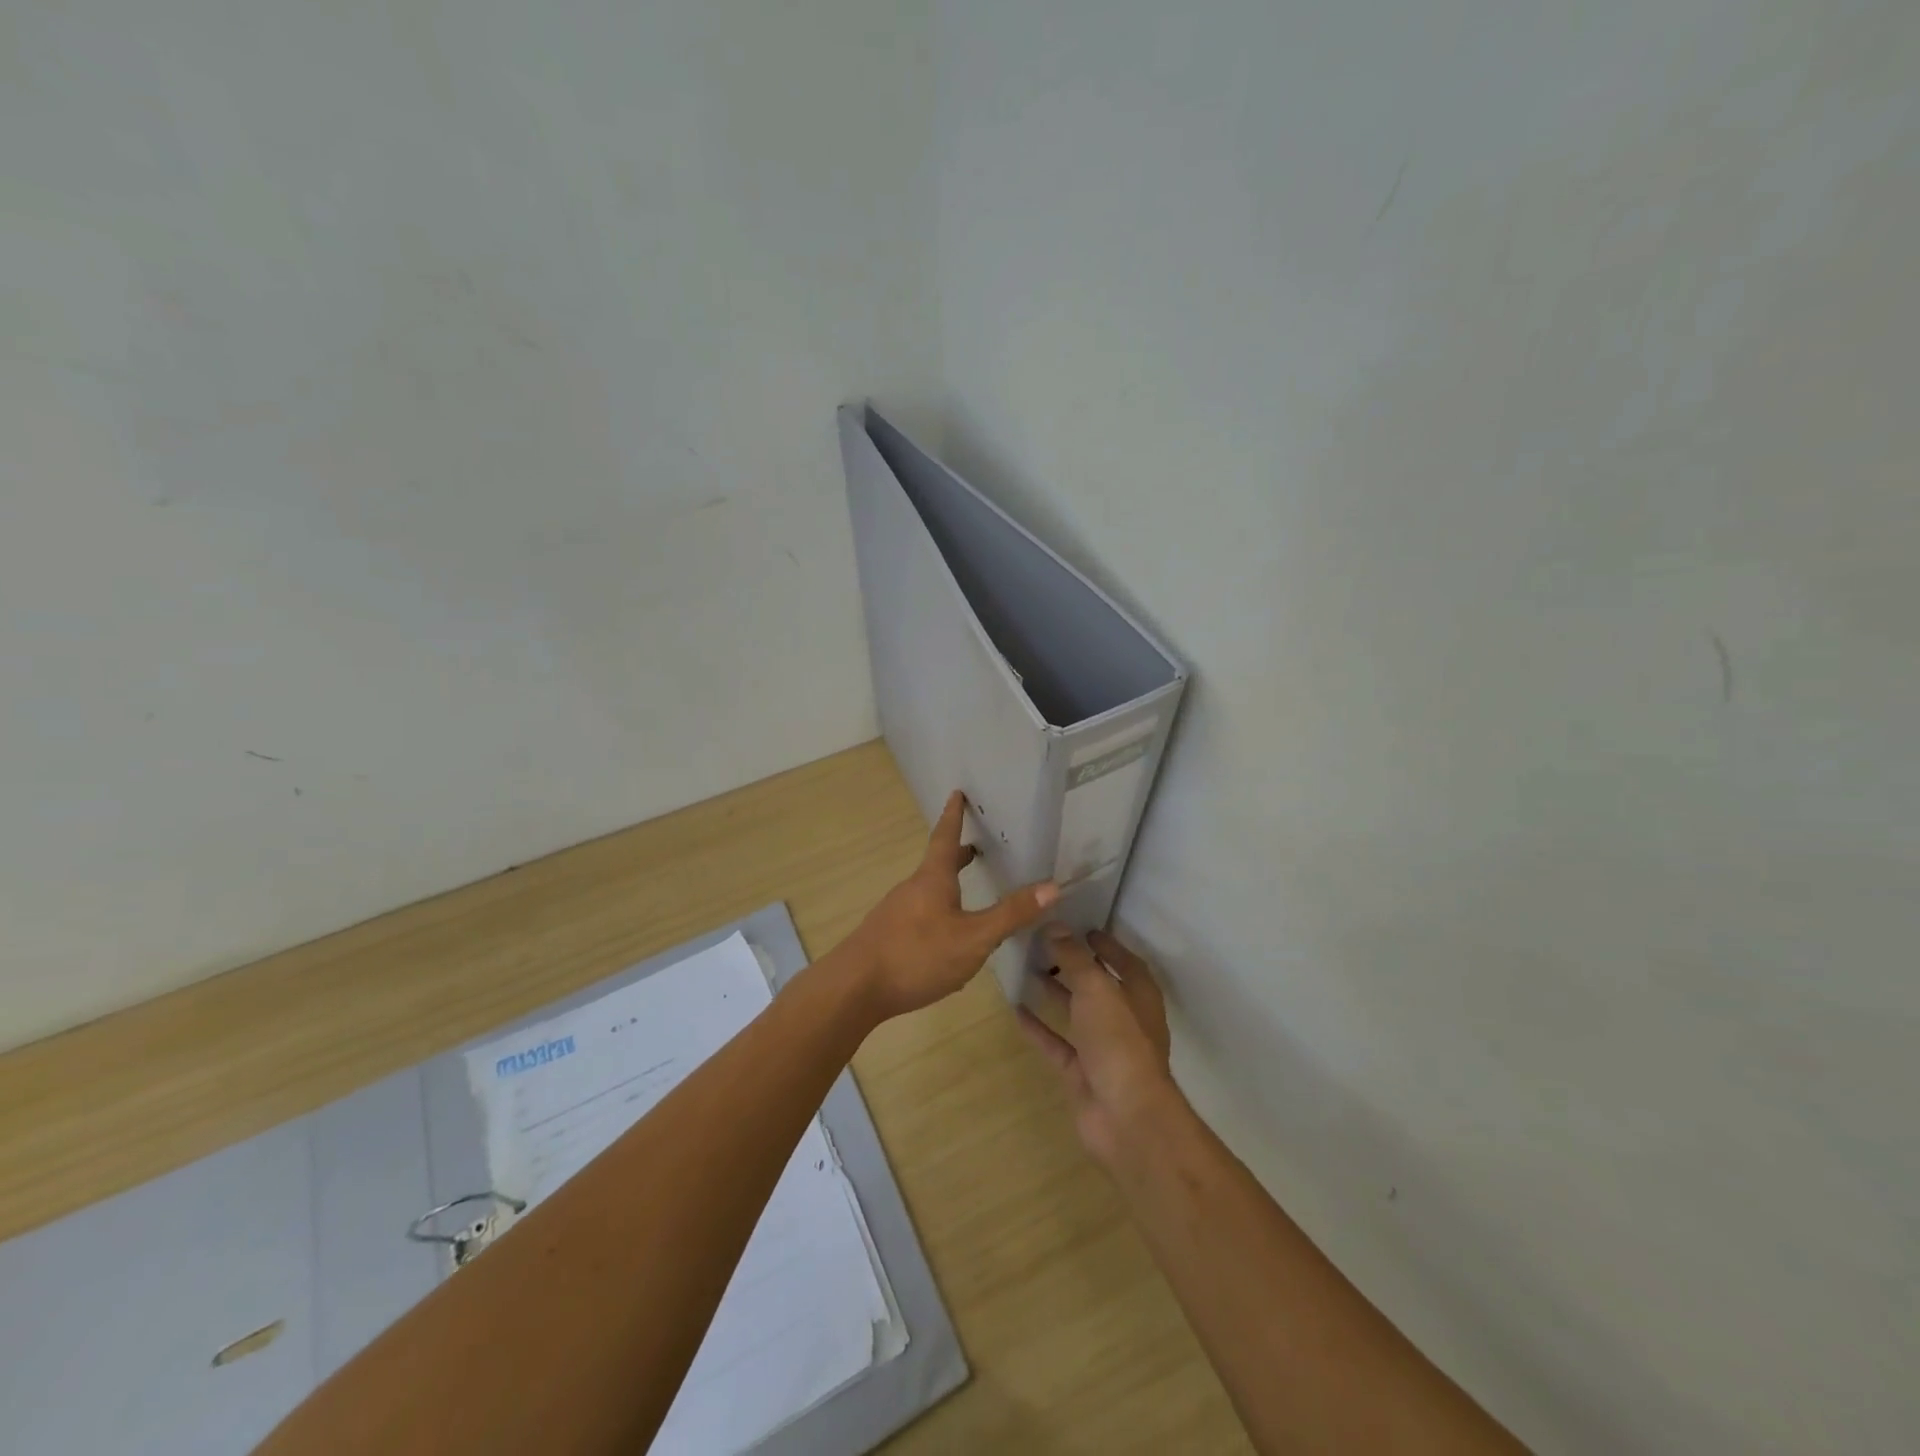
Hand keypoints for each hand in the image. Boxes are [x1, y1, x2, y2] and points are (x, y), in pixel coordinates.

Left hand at [841, 791, 1058, 1020]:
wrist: (854, 989)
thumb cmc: (917, 955)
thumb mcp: (973, 938)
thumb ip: (1010, 914)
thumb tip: (1052, 886)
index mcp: (933, 880)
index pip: (945, 837)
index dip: (954, 816)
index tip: (956, 793)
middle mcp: (912, 889)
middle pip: (936, 866)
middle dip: (956, 856)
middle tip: (974, 848)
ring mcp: (895, 913)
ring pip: (927, 893)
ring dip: (947, 887)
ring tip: (966, 896)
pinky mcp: (886, 938)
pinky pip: (918, 917)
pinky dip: (936, 915)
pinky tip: (944, 943)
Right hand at [1017, 926, 1181, 1167]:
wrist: (1125, 1116)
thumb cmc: (1119, 1041)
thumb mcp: (1096, 988)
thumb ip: (1074, 957)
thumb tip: (1055, 926)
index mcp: (1139, 996)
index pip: (1125, 962)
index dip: (1107, 945)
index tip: (1083, 928)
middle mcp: (1124, 1019)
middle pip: (1098, 986)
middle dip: (1076, 966)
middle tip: (1045, 944)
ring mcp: (1103, 1049)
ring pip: (1077, 1013)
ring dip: (1056, 993)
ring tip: (1028, 969)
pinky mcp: (1082, 1073)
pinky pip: (1057, 1043)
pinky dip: (1039, 1028)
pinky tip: (1016, 1010)